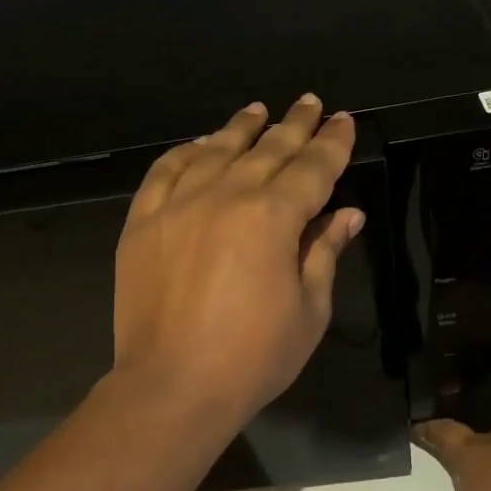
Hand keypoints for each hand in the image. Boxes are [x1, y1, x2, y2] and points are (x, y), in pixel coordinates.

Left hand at [113, 95, 363, 430]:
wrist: (171, 386)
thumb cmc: (254, 357)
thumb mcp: (309, 309)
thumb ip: (325, 252)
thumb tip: (348, 214)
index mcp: (273, 217)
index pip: (312, 167)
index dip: (333, 142)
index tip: (343, 119)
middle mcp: (226, 196)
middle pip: (268, 149)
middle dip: (294, 124)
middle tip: (310, 103)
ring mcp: (179, 205)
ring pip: (215, 150)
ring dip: (241, 128)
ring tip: (257, 110)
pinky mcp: (143, 222)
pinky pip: (164, 171)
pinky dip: (185, 153)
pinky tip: (198, 145)